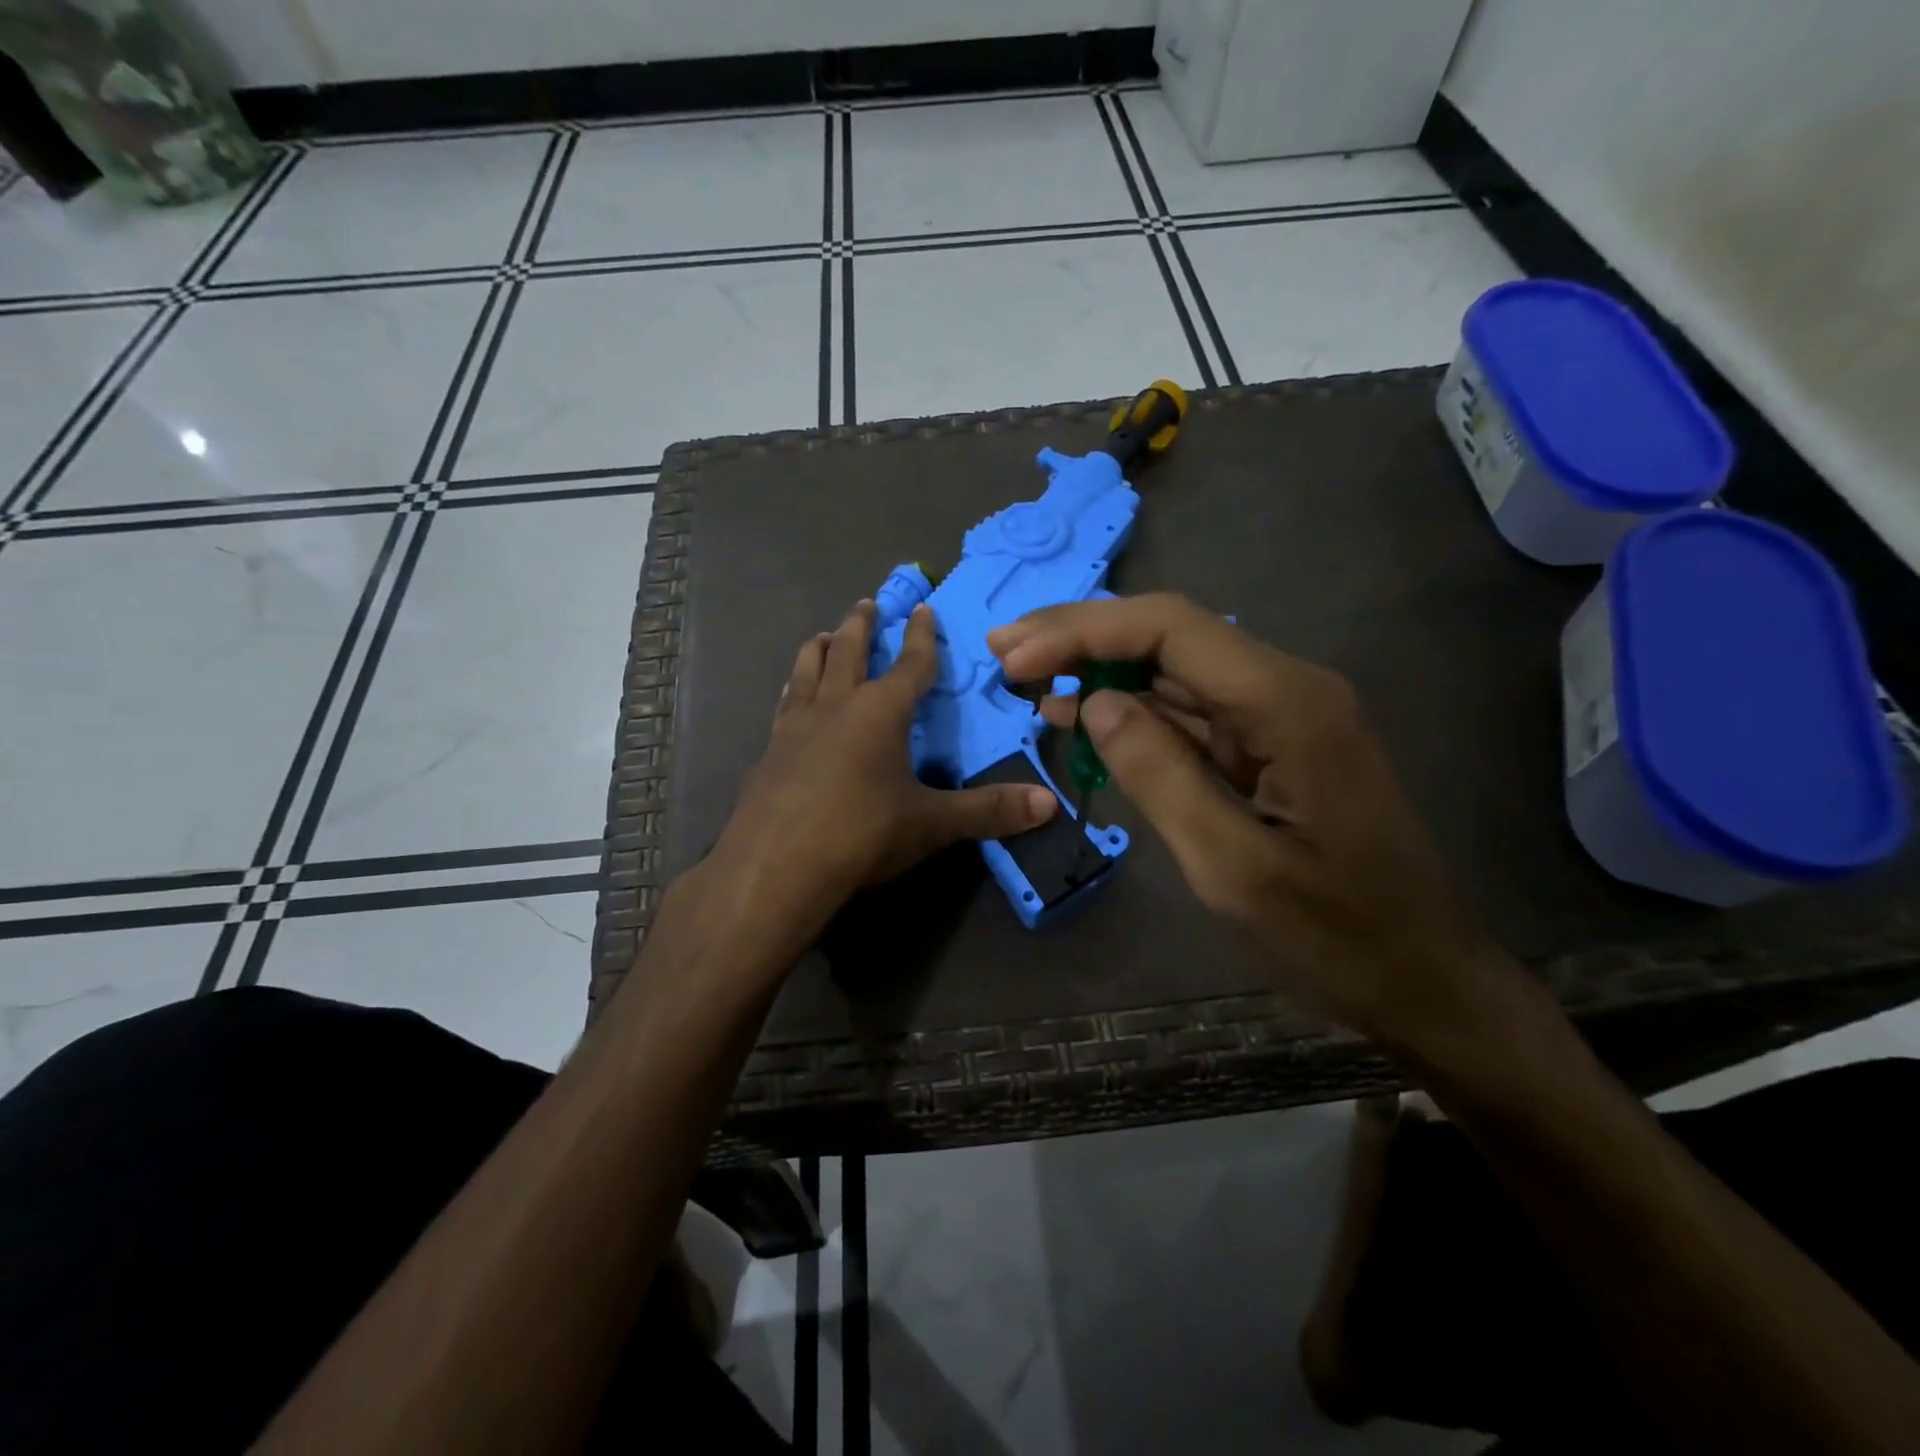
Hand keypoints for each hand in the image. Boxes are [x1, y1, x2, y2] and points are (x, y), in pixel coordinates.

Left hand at [712, 600, 1056, 936]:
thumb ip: (988, 811)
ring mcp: (794, 727)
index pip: (910, 665)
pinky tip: (789, 702)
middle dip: (862, 625)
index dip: (922, 637)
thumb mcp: (931, 823)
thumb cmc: (861, 834)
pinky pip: (783, 708)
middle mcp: (835, 706)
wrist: (775, 867)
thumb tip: (1049, 805)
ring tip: (825, 636)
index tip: (923, 608)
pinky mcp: (767, 754)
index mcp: (880, 712)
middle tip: (867, 603)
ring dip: (820, 649)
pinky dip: (792, 693)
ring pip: (807, 671)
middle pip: (850, 652)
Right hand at [989, 593, 1496, 1047]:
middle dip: (1082, 636)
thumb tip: (1094, 704)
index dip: (1083, 633)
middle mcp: (1286, 688)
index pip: (1170, 629)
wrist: (1422, 979)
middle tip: (1005, 651)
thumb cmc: (1334, 936)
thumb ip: (1158, 775)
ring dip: (1101, 668)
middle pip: (1169, 634)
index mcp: (1286, 703)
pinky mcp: (1270, 745)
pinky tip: (1083, 717)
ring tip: (1028, 682)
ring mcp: (1280, 715)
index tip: (1014, 659)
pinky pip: (1191, 712)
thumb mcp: (1230, 866)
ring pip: (1174, 668)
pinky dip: (1132, 710)